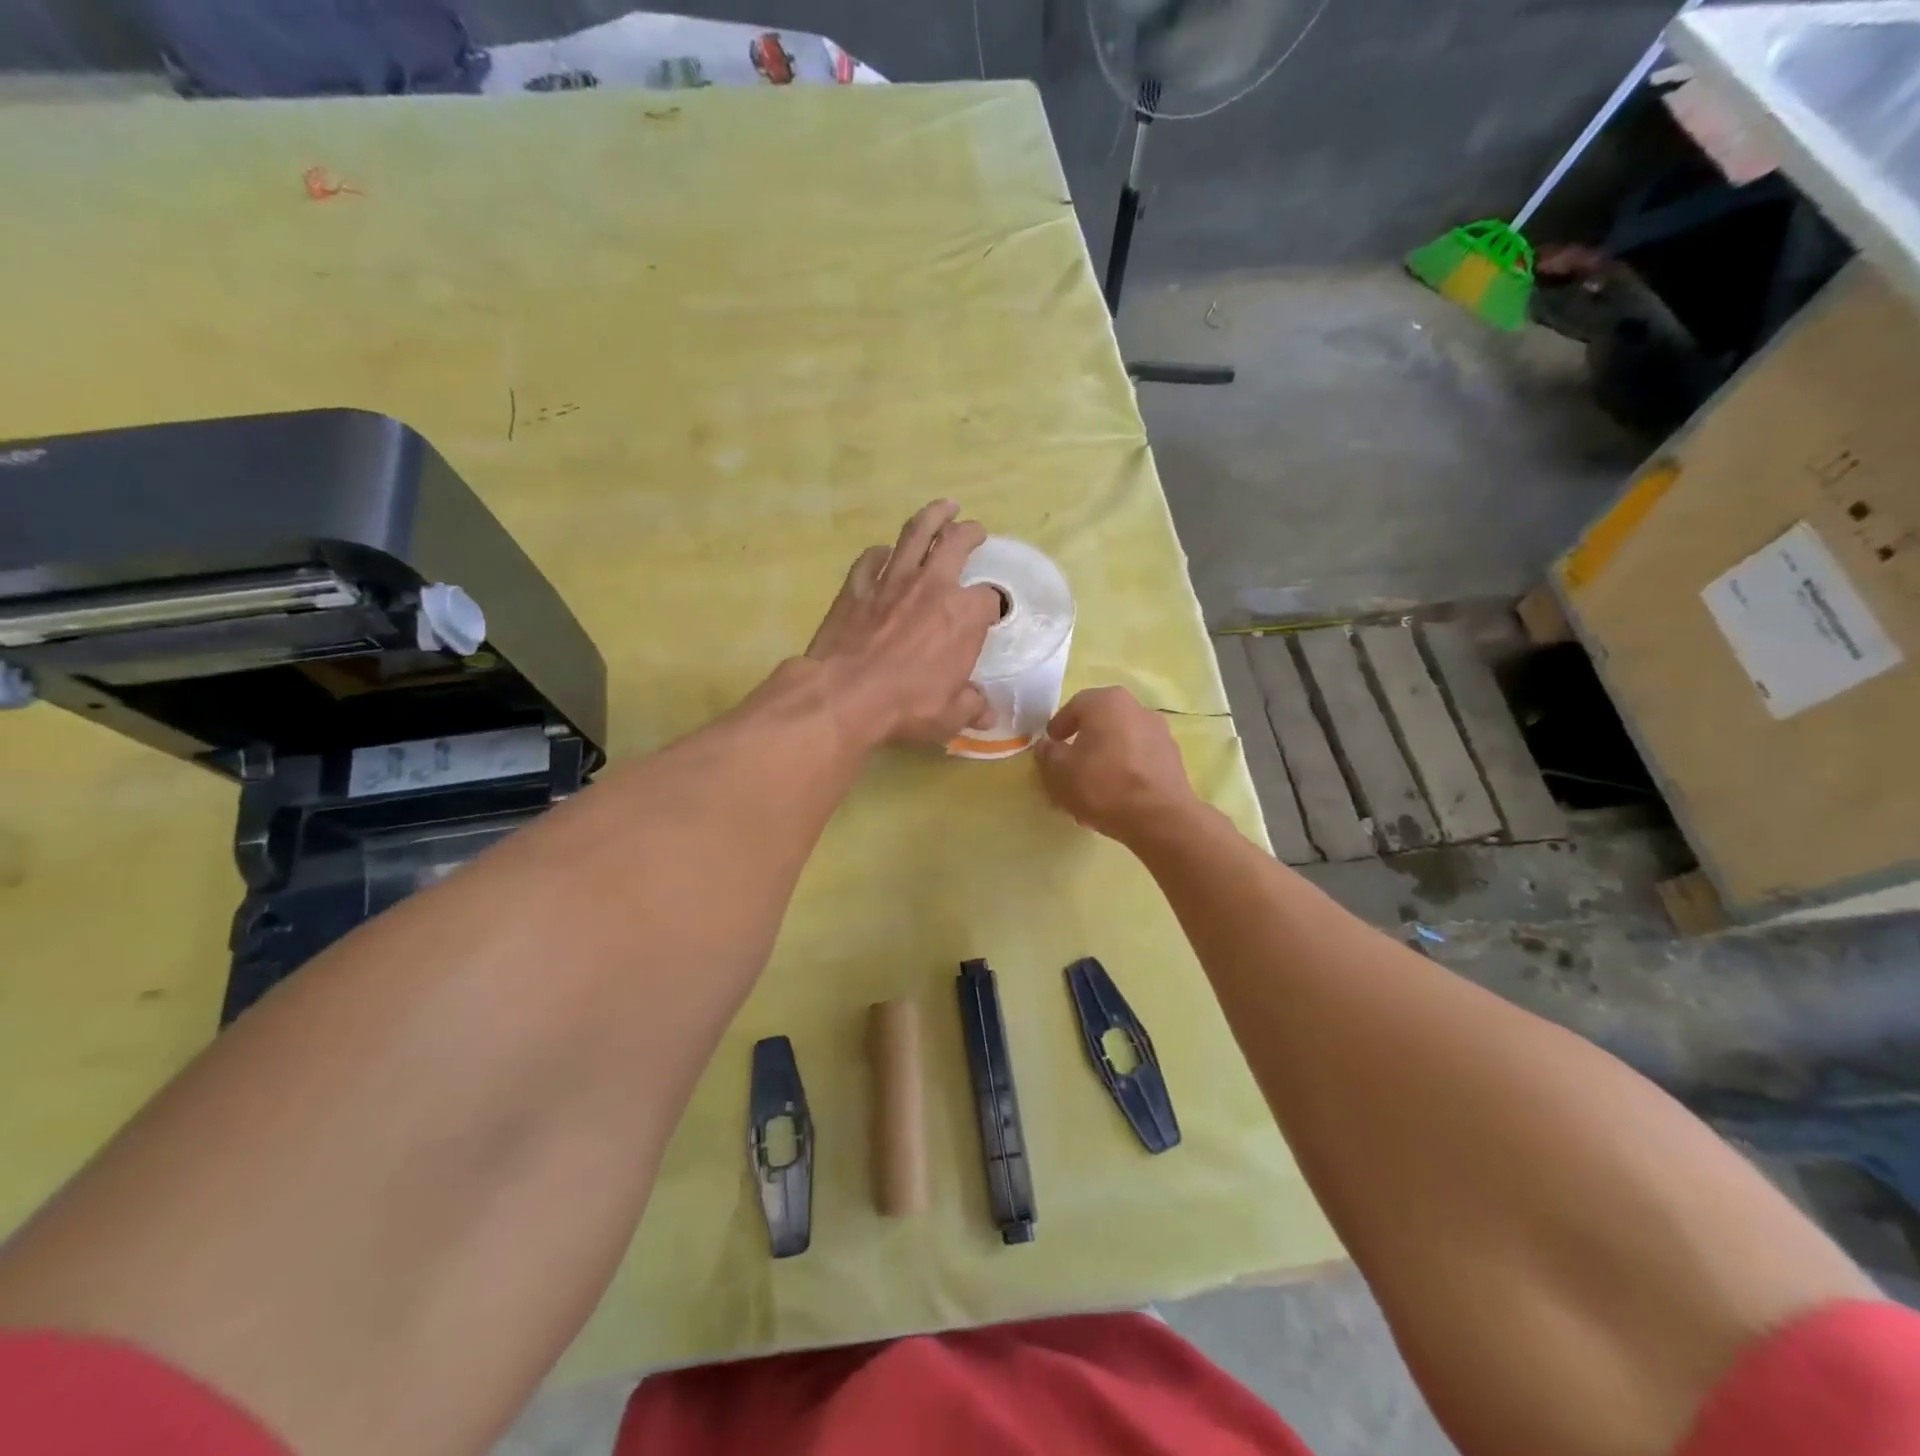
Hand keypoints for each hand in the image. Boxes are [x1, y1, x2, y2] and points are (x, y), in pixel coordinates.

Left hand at [806, 500, 1002, 746]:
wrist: (844, 694)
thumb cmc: (906, 706)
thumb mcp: (950, 716)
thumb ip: (972, 707)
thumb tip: (987, 712)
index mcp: (964, 615)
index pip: (991, 599)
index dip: (994, 606)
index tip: (991, 614)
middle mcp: (933, 586)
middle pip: (957, 543)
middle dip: (971, 533)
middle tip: (975, 530)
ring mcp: (892, 580)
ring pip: (916, 533)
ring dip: (933, 516)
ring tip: (945, 507)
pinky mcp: (857, 585)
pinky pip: (872, 558)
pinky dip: (882, 553)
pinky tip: (885, 554)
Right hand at [1033, 687, 1198, 841]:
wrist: (1160, 818)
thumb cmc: (1102, 785)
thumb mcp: (1059, 771)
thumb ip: (1048, 754)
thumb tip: (1047, 746)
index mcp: (1107, 702)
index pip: (1075, 706)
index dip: (1059, 725)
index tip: (1051, 744)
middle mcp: (1137, 708)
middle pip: (1101, 723)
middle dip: (1083, 742)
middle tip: (1069, 765)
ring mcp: (1160, 733)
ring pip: (1121, 742)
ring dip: (1105, 758)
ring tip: (1091, 786)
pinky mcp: (1173, 759)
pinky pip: (1139, 759)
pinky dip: (1124, 771)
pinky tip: (1115, 796)